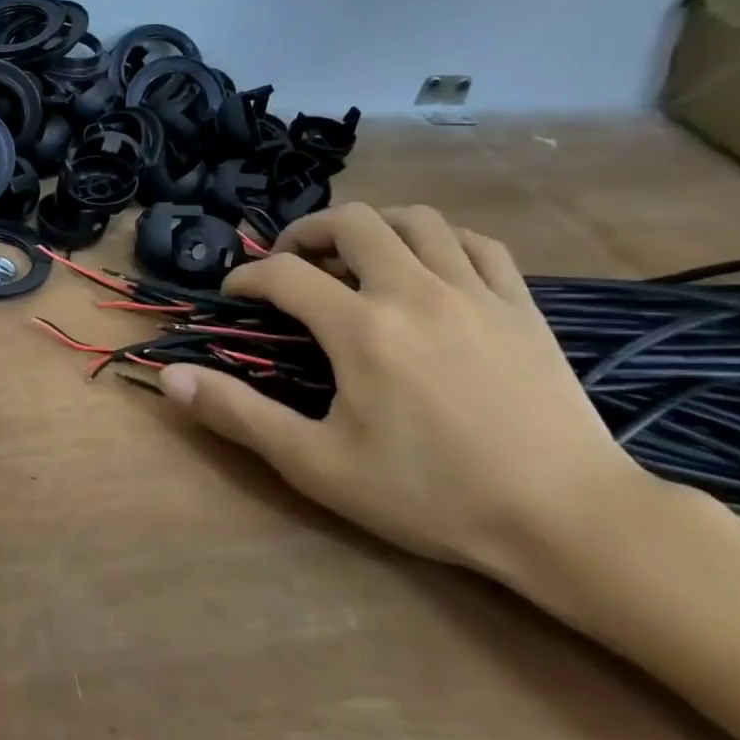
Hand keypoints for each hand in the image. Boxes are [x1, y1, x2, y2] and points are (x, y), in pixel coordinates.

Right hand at [160, 203, 644, 580]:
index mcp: (361, 327)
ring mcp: (476, 292)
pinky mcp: (521, 306)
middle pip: (351, 222)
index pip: (284, 274)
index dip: (247, 278)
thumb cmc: (430, 494)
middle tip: (289, 262)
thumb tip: (171, 378)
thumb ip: (239, 414)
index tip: (234, 296)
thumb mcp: (317, 464)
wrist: (568, 519)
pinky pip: (477, 243)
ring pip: (417, 219)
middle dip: (306, 232)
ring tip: (352, 255)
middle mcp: (414, 291)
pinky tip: (428, 266)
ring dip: (372, 226)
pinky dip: (440, 240)